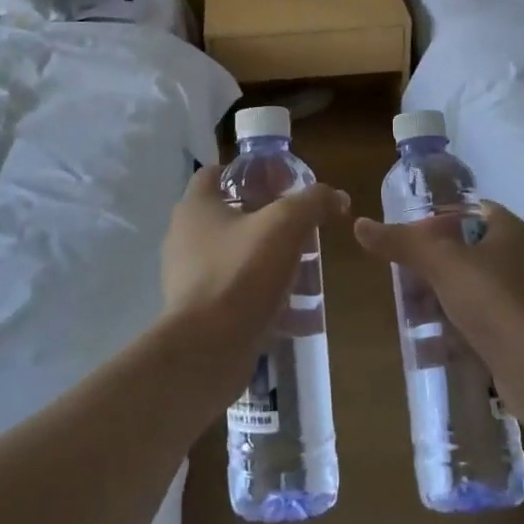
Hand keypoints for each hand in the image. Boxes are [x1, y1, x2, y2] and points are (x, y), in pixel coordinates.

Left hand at [161, 166, 349, 396]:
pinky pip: (240, 297)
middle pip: (233, 217)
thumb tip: (337, 197)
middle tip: (305, 232)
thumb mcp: (285, 225)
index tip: (282, 183)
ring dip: (275, 264)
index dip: (249, 173)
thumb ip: (313, 202)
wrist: (205, 351)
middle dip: (272, 223)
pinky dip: (269, 301)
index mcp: (196, 208)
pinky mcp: (200, 314)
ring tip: (308, 275)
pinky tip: (302, 316)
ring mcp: (191, 278)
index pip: (216, 173)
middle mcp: (186, 238)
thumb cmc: (240, 273)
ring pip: (240, 259)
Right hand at [353, 202, 523, 431]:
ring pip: (466, 292)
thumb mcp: (442, 263)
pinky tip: (425, 344)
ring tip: (406, 313)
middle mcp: (516, 261)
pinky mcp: (513, 337)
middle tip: (399, 279)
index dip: (436, 219)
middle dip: (429, 267)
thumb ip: (402, 243)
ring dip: (436, 301)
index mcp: (508, 232)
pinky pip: (474, 326)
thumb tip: (361, 225)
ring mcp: (516, 301)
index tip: (406, 238)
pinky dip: (450, 332)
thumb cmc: (496, 301)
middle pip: (462, 253)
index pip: (467, 211)